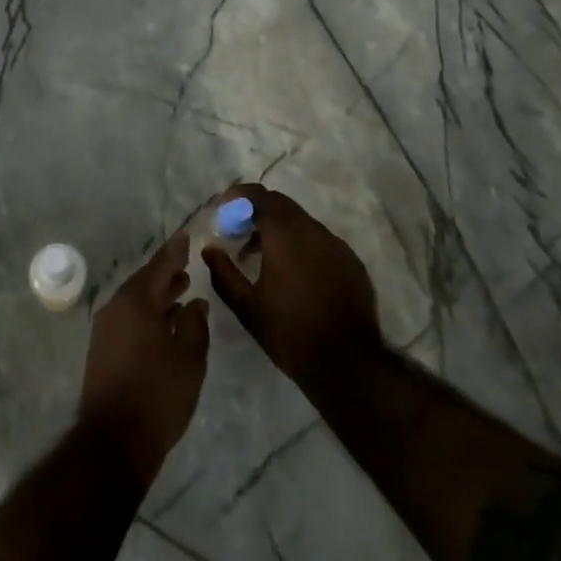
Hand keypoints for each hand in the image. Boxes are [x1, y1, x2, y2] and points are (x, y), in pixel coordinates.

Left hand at [79, 233, 210, 487]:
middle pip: (145, 283)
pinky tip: (165, 325)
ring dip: (158, 297)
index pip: (159, 265)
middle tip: (187, 266)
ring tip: (182, 293)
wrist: (114, 442)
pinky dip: (148, 315)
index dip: (175, 251)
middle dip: (167, 275)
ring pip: (136, 303)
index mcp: (135, 300)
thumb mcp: (190, 357)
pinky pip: (128, 320)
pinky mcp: (102, 352)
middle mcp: (115, 308)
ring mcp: (105, 330)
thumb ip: (195, 324)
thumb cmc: (158, 393)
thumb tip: (194, 303)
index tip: (187, 237)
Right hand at [203, 184, 381, 387]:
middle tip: (238, 233)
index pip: (260, 196)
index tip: (224, 208)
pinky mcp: (351, 262)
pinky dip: (301, 245)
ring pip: (302, 222)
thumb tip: (209, 249)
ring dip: (279, 229)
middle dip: (257, 212)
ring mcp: (337, 245)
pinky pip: (320, 241)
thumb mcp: (247, 306)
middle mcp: (313, 230)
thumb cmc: (289, 332)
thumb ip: (223, 272)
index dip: (239, 196)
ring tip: (262, 256)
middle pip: (282, 205)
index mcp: (285, 234)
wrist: (348, 363)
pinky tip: (293, 273)